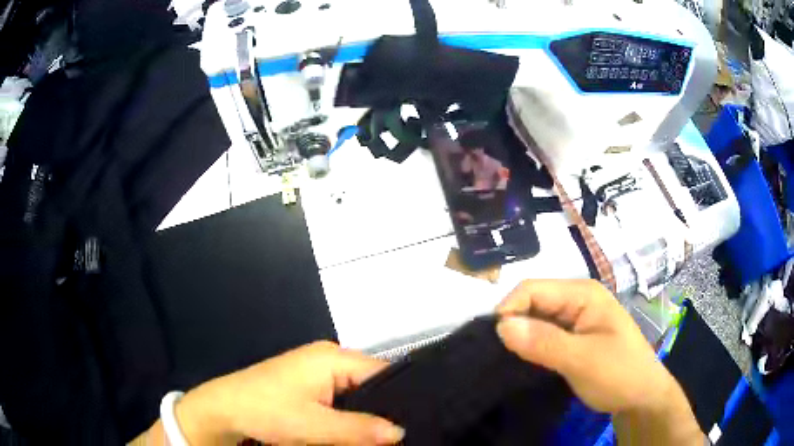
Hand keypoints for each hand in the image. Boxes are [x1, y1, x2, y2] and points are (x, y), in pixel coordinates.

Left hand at [175, 341, 404, 444]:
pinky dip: (350, 415)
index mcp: (333, 357)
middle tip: (400, 436)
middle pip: (371, 383)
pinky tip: (356, 432)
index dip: (402, 396)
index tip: (417, 421)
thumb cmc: (266, 411)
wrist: (223, 410)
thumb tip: (401, 433)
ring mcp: (316, 372)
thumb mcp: (314, 425)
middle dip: (384, 409)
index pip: (383, 372)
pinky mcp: (308, 386)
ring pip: (356, 394)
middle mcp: (328, 358)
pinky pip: (341, 399)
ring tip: (384, 437)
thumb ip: (359, 429)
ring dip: (366, 415)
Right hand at [495, 280, 702, 444]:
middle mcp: (577, 300)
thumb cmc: (619, 373)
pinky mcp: (573, 337)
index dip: (510, 310)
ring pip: (536, 319)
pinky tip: (524, 362)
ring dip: (521, 337)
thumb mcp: (583, 360)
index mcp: (583, 293)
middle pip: (533, 302)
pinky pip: (544, 335)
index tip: (495, 343)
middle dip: (514, 324)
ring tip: (509, 360)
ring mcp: (576, 319)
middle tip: (501, 356)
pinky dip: (531, 346)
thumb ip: (544, 342)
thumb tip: (501, 326)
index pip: (533, 289)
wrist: (641, 397)